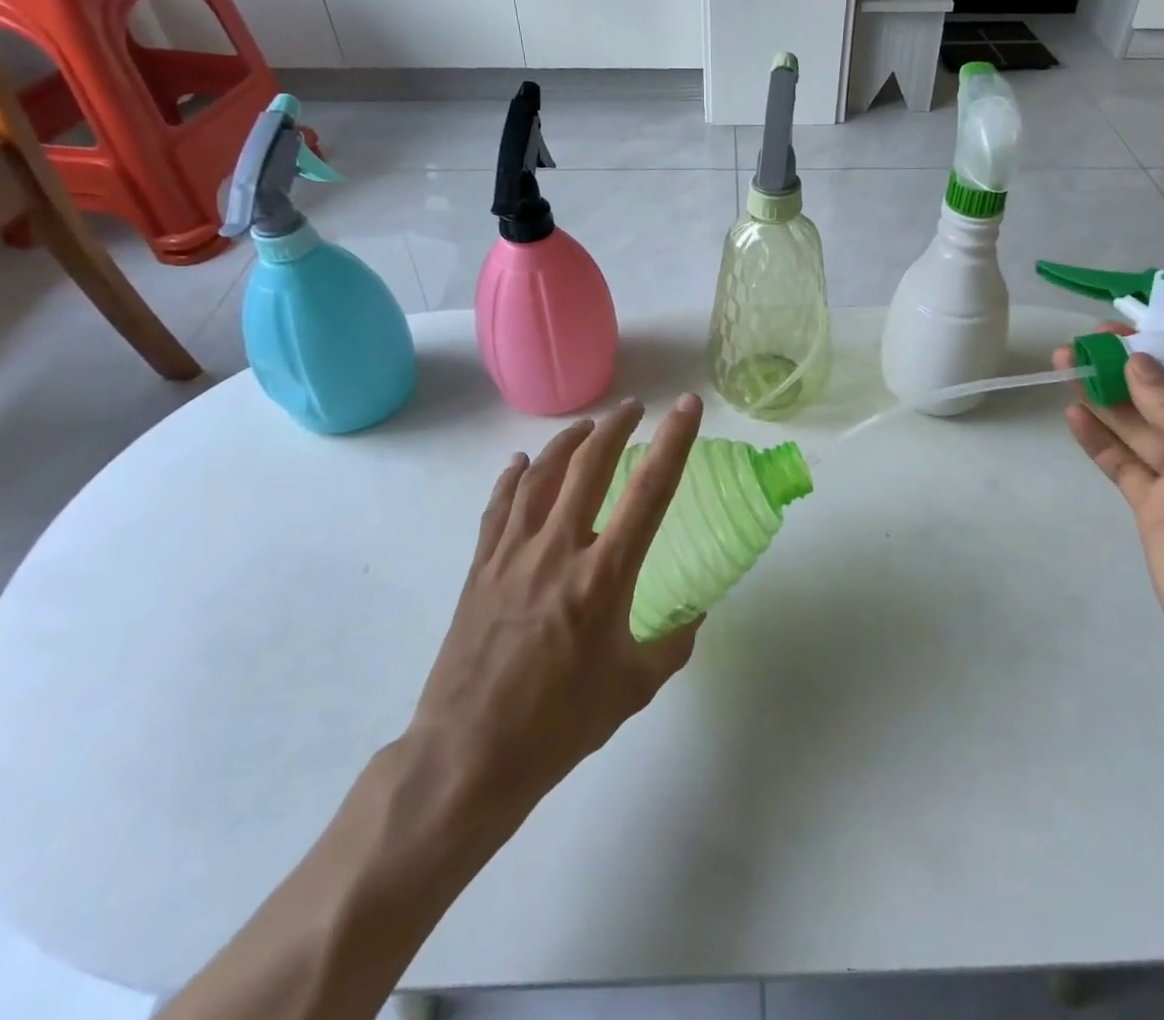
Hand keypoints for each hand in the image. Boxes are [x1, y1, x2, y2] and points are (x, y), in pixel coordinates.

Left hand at [404, 395, 704, 820]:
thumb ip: (672, 643)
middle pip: (589, 464)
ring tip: (587, 428)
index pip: (649, 490)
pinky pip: (499, 505)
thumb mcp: (633, 688)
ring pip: (540, 473)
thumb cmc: (559, 725)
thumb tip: (694, 613)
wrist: (468, 757)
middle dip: (616, 426)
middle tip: (633, 409)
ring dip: (568, 442)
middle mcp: (559, 548)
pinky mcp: (481, 566)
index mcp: (604, 576)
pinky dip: (513, 476)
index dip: (674, 441)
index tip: (687, 406)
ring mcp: (513, 552)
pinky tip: (520, 464)